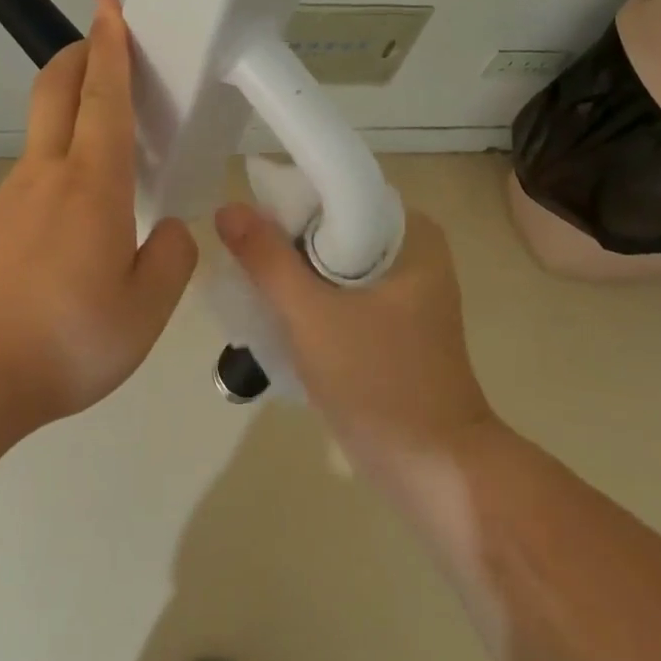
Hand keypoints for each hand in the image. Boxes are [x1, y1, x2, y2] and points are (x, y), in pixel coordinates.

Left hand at [0, 0, 198, 425]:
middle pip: (55, 90)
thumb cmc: (70, 338)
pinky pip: (31, 175)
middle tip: (100, 41)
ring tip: (106, 143)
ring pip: (43, 133)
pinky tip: (73, 214)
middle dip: (77, 54)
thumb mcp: (147, 309)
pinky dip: (57, 162)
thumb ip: (170, 259)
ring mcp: (11, 195)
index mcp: (93, 185)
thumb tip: (169, 230)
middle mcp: (47, 174)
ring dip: (69, 110)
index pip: (103, 97)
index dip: (110, 48)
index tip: (108, 9)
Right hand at [214, 203, 493, 478]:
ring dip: (291, 272)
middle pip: (329, 226)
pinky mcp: (389, 320)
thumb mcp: (312, 315)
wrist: (433, 469)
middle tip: (242, 262)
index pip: (334, 192)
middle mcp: (410, 250)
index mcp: (409, 233)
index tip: (246, 227)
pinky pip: (337, 289)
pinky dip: (307, 296)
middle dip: (284, 241)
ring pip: (328, 260)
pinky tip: (274, 313)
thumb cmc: (380, 382)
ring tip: (251, 288)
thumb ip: (266, 259)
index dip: (285, 202)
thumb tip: (226, 208)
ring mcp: (401, 288)